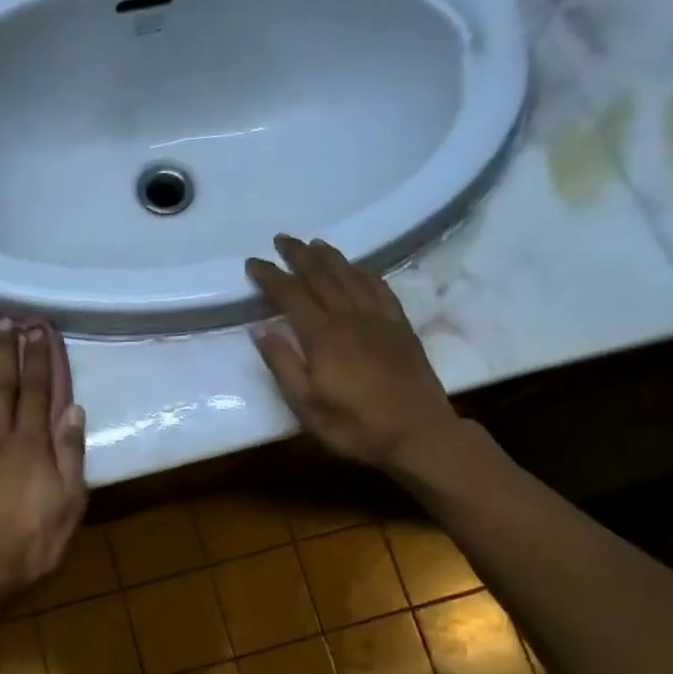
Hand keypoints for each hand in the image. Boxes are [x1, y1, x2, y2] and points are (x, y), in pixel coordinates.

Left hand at [0, 325, 87, 604]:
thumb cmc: (34, 542)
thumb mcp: (70, 502)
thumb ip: (71, 454)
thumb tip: (73, 408)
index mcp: (30, 445)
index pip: (37, 392)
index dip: (37, 360)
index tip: (36, 330)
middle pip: (0, 389)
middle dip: (2, 353)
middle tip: (1, 322)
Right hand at [245, 235, 465, 473]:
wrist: (418, 433)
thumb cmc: (355, 426)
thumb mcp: (307, 407)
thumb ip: (283, 365)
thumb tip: (260, 329)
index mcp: (322, 337)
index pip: (290, 294)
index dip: (270, 275)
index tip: (253, 262)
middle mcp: (349, 317)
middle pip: (320, 275)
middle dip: (298, 254)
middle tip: (282, 239)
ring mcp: (378, 318)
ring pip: (350, 275)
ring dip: (329, 256)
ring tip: (314, 243)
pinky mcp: (400, 325)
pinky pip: (380, 287)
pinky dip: (364, 272)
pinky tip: (357, 268)